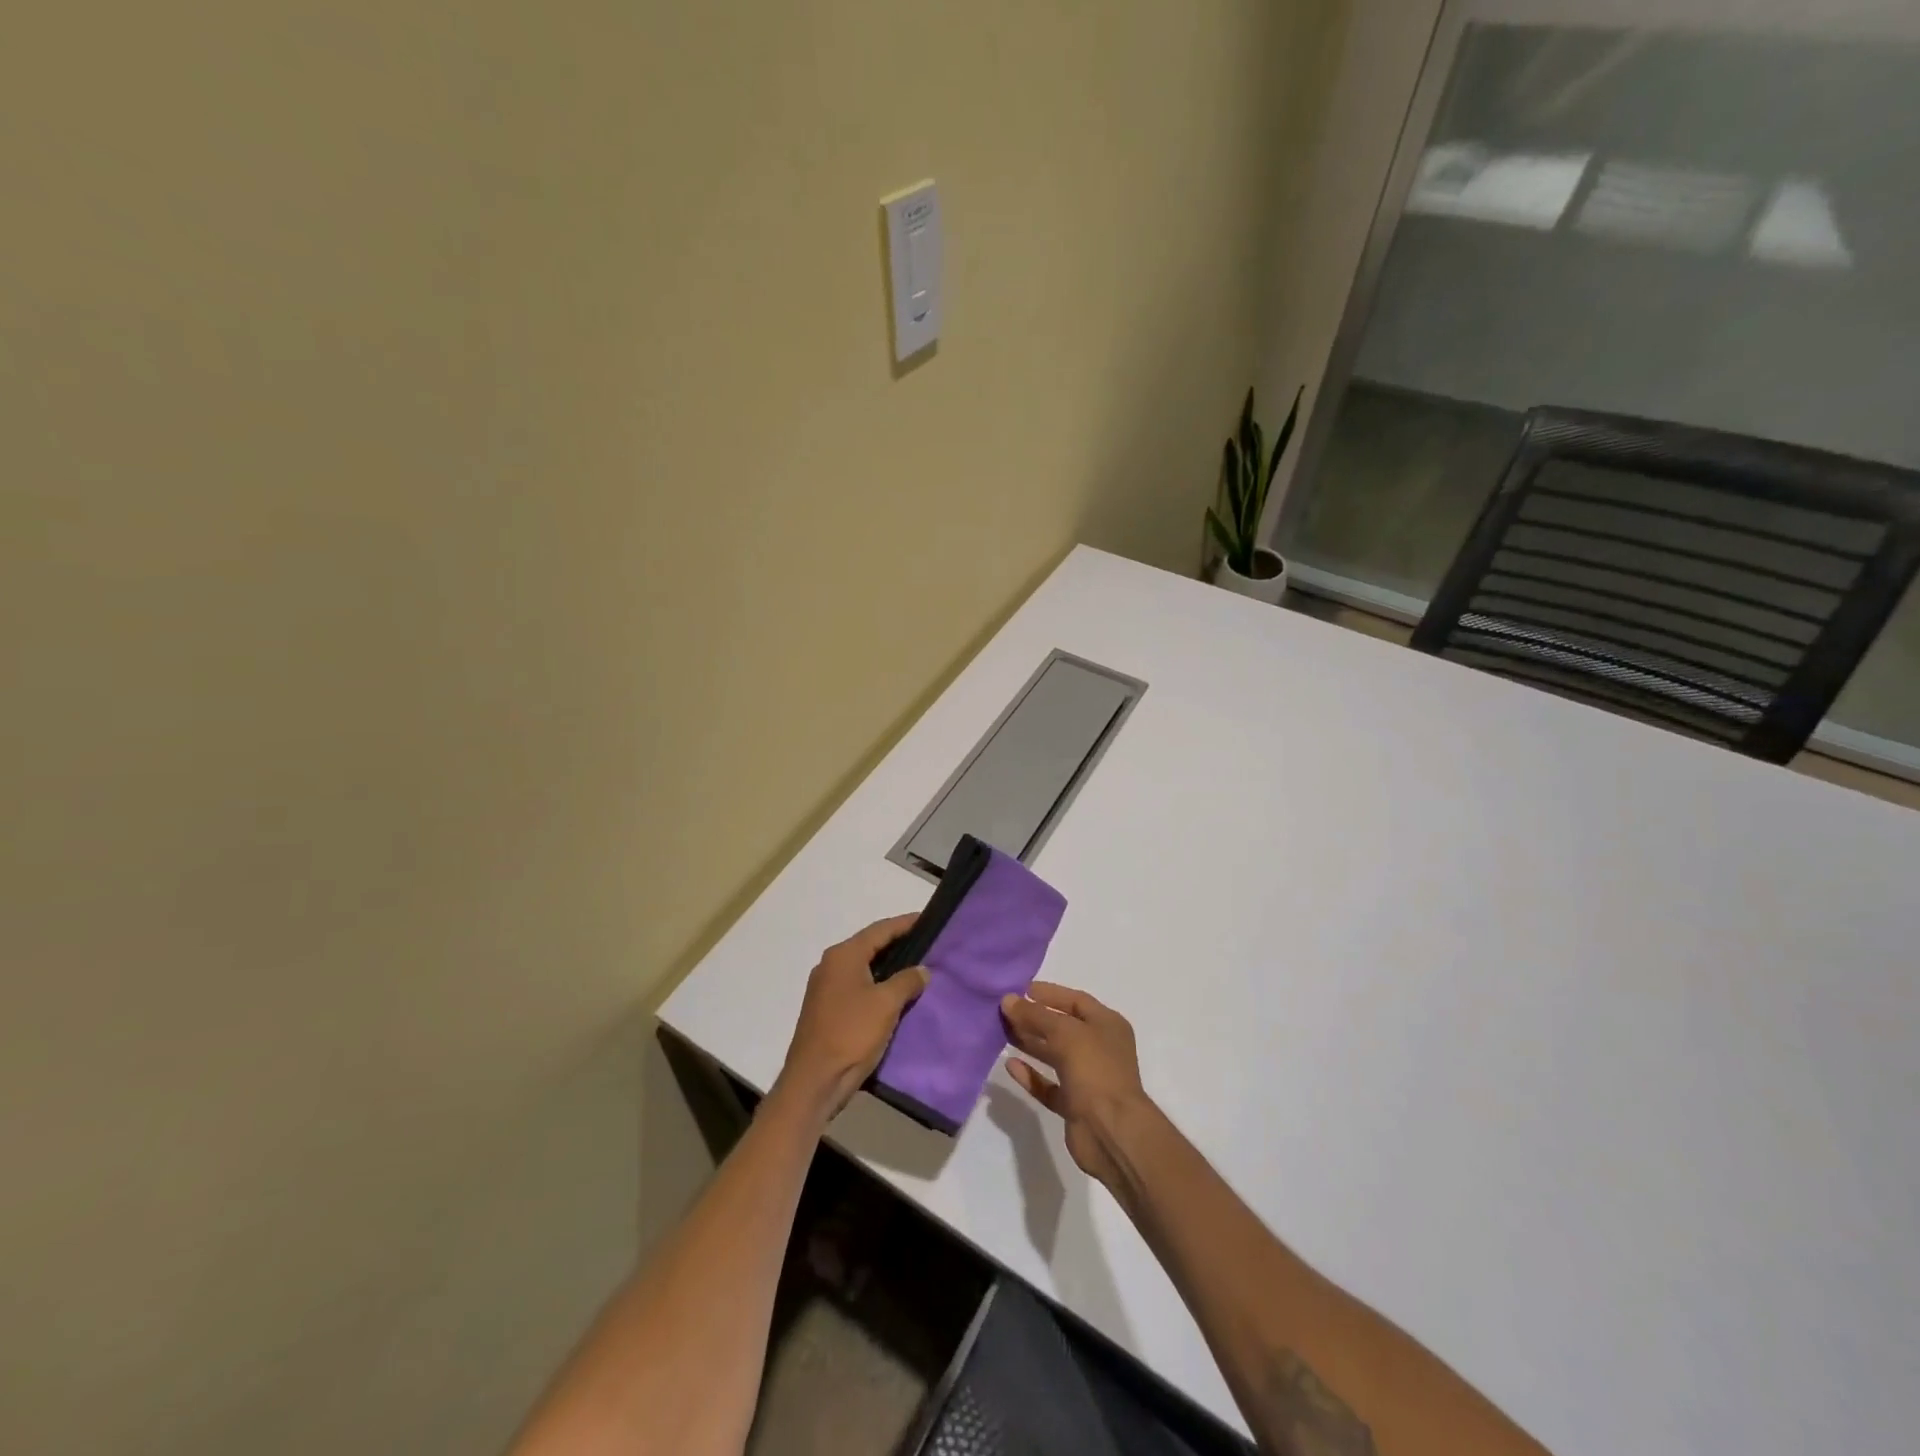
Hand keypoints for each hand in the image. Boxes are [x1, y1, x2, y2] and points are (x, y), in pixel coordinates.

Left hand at [774, 914, 928, 1120]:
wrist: (814, 1081)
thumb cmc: (851, 1034)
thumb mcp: (886, 1004)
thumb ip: (907, 980)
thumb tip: (922, 970)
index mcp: (843, 956)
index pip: (880, 930)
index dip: (905, 923)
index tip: (928, 919)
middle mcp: (831, 965)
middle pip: (870, 945)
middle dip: (898, 943)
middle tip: (927, 942)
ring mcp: (825, 988)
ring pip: (864, 967)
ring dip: (889, 966)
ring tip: (917, 967)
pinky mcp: (827, 1009)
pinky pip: (858, 986)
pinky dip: (877, 984)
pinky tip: (896, 994)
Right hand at [1001, 983, 1152, 1188]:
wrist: (1112, 1132)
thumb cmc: (1095, 1070)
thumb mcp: (1065, 1033)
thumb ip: (1035, 1015)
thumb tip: (1008, 999)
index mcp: (1107, 1025)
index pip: (1075, 1000)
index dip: (1049, 994)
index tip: (1020, 990)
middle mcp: (1099, 1048)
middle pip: (1062, 1027)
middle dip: (1034, 1018)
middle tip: (1004, 1011)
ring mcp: (1087, 1078)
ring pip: (1053, 1055)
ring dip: (1030, 1043)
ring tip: (1002, 1032)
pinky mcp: (1074, 1104)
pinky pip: (1048, 1084)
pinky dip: (1031, 1075)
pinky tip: (1010, 1065)